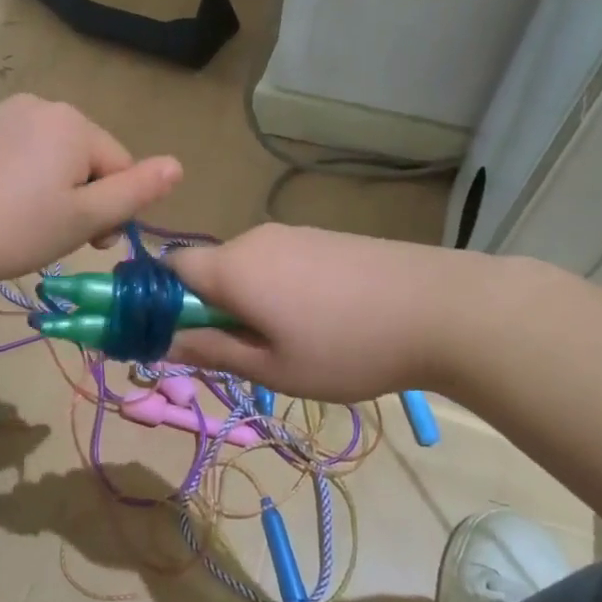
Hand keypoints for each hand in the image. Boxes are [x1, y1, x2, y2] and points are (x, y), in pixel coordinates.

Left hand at [0, 95, 181, 291]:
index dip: (113, 209)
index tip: (91, 244)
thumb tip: (179, 166)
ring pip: (53, 157)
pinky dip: (24, 181)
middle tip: (58, 237)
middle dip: (83, 197)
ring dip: (55, 191)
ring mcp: (4, 115)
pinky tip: (3, 208)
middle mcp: (41, 105)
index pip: (120, 165)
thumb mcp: (85, 217)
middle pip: (86, 157)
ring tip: (29, 226)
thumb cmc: (16, 229)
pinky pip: (21, 154)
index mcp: (74, 123)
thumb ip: (135, 192)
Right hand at [163, 224, 460, 401]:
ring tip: (287, 342)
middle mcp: (255, 239)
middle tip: (239, 352)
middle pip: (208, 268)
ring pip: (246, 266)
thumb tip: (162, 342)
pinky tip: (318, 319)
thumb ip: (211, 350)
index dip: (159, 300)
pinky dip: (277, 289)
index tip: (176, 336)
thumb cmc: (347, 347)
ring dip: (246, 300)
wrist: (442, 308)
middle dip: (208, 307)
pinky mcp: (325, 238)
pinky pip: (279, 261)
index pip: (169, 267)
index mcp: (232, 267)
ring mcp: (294, 234)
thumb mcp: (272, 368)